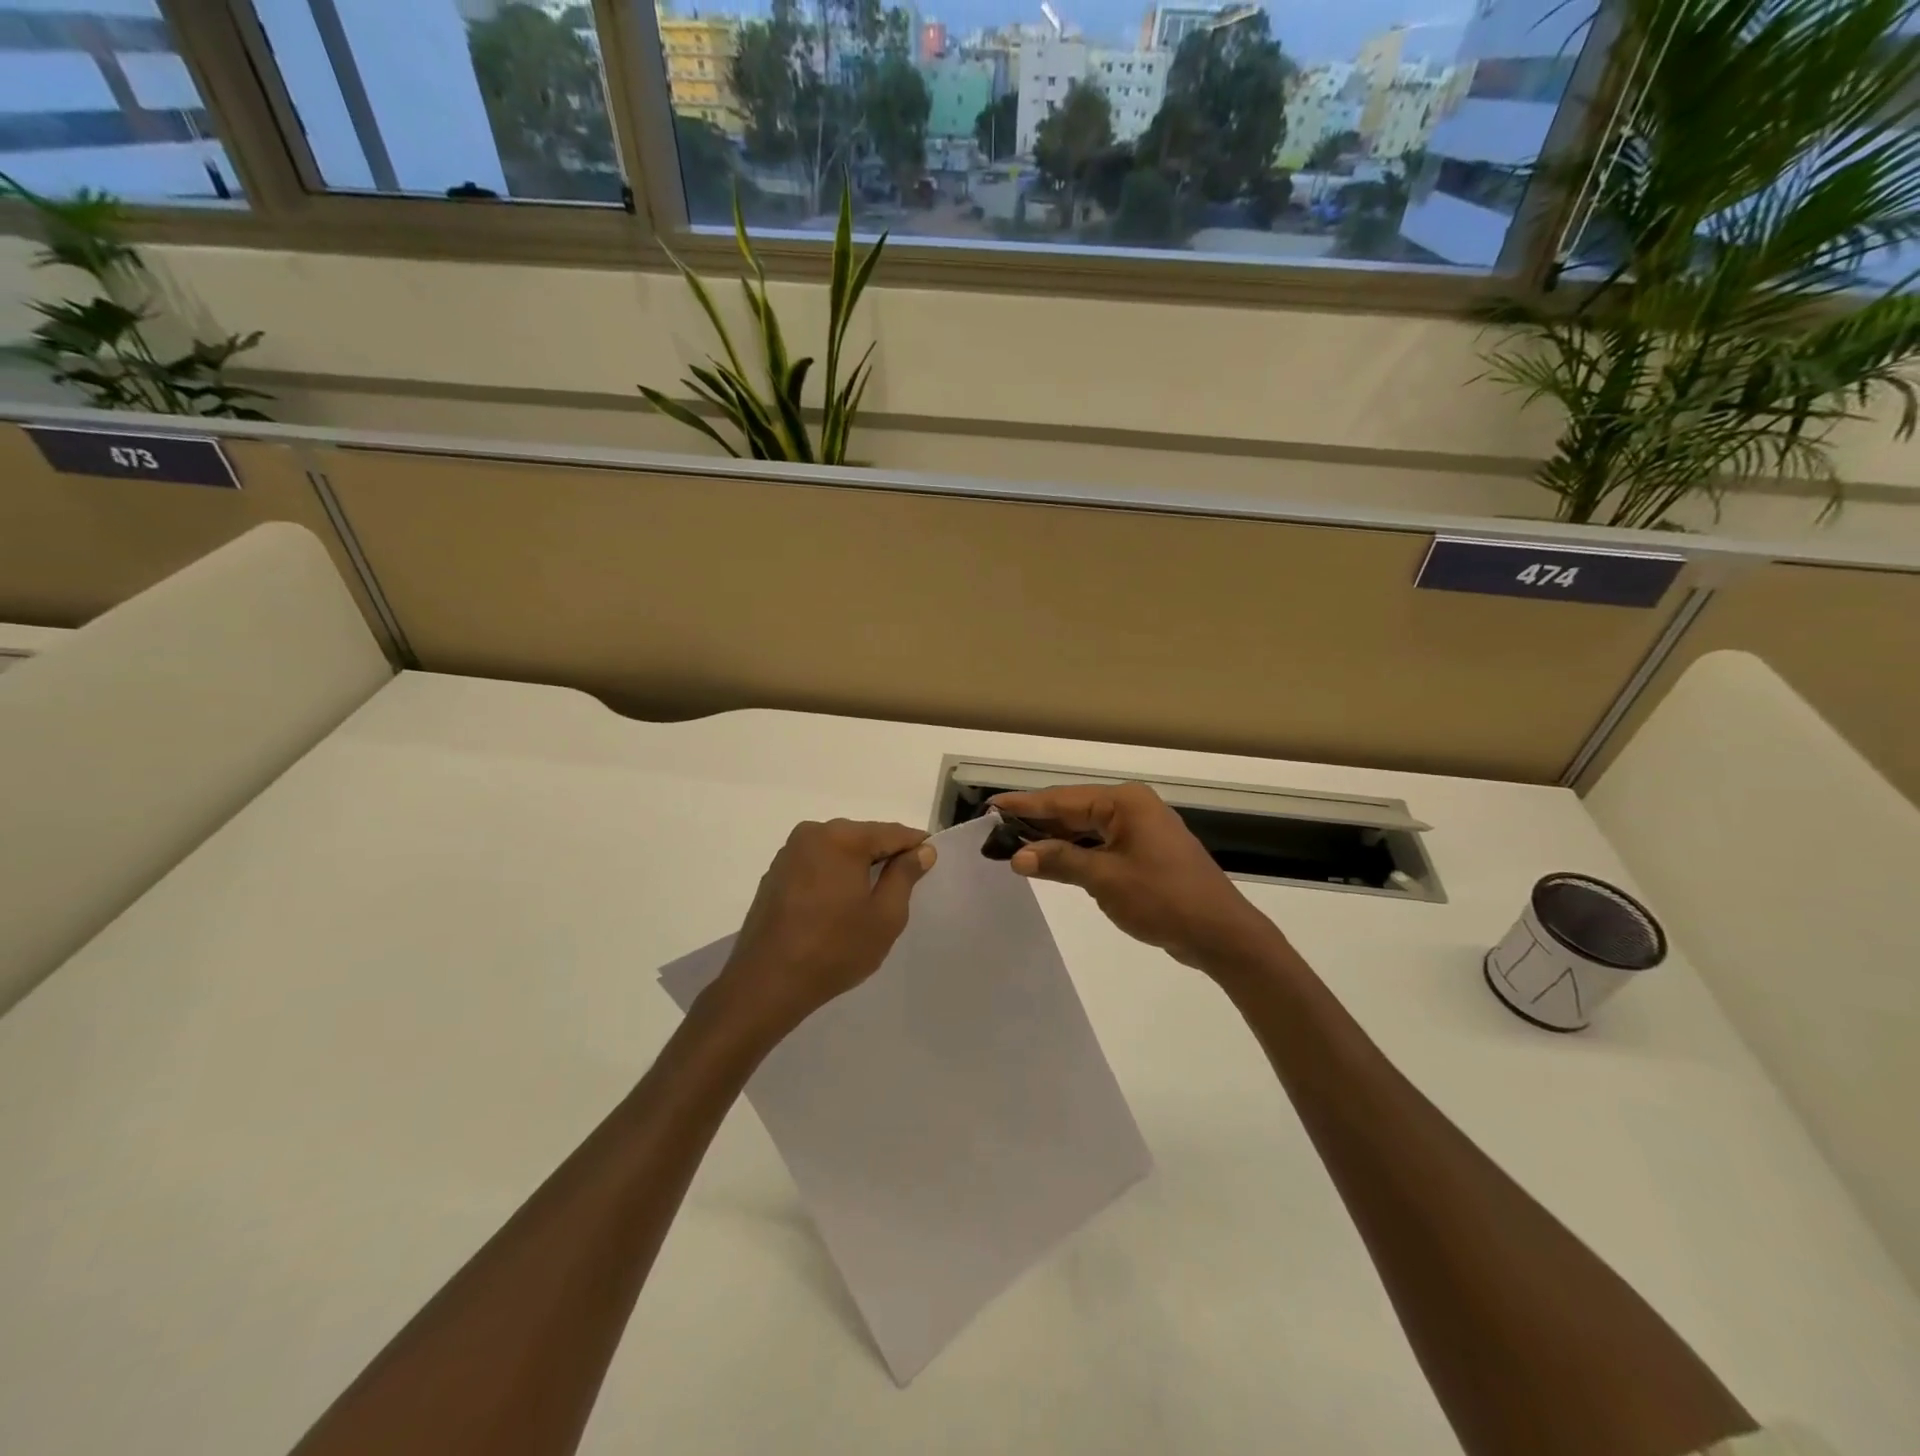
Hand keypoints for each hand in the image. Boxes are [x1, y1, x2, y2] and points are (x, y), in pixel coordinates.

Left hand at [713, 819, 936, 1033]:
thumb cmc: (834, 949)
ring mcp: (789, 852)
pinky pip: (817, 864)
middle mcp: (813, 833)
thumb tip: (922, 850)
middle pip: (863, 837)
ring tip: (870, 901)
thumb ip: (905, 876)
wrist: (767, 983)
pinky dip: (833, 877)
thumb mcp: (885, 916)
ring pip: (838, 850)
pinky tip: (838, 907)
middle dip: (885, 857)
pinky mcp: (775, 873)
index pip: (892, 833)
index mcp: (843, 837)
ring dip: (857, 868)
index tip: (931, 862)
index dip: (916, 846)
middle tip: (903, 888)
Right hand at [992, 783, 1282, 974]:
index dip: (1025, 805)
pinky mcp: (1144, 853)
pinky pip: (1100, 845)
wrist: (1220, 933)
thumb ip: (1061, 861)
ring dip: (1055, 839)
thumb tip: (1017, 856)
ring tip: (1014, 847)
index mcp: (1125, 803)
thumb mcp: (1106, 880)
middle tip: (995, 831)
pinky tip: (1052, 863)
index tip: (991, 808)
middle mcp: (1132, 808)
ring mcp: (1140, 831)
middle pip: (1074, 810)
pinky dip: (1076, 853)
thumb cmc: (1163, 899)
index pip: (1063, 799)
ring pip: (1086, 829)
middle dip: (1037, 822)